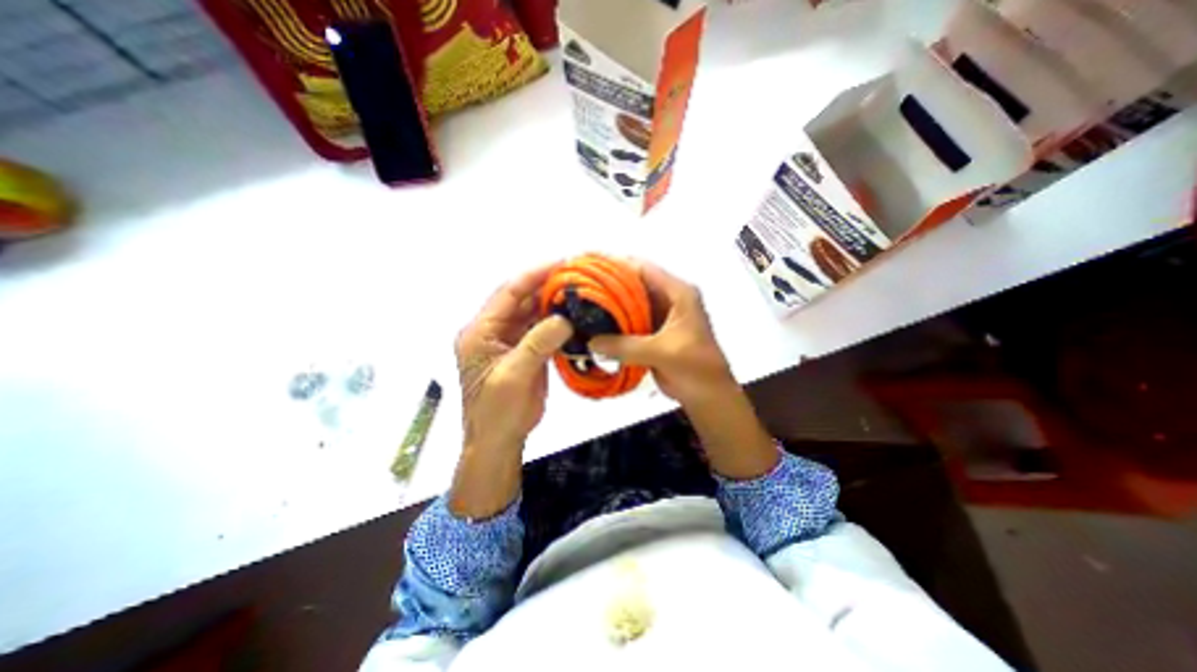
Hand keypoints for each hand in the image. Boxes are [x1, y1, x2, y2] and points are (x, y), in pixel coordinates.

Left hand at [456, 262, 571, 449]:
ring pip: (532, 313)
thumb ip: (536, 344)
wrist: (498, 441)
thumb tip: (563, 318)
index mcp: (480, 332)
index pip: (508, 293)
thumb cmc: (497, 412)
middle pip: (521, 300)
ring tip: (580, 293)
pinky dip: (556, 323)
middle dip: (547, 286)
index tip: (561, 263)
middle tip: (576, 276)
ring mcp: (509, 341)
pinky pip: (541, 330)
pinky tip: (574, 317)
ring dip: (553, 303)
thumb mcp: (514, 376)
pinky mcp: (524, 352)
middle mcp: (493, 331)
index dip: (534, 275)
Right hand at [591, 262, 734, 405]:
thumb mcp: (662, 352)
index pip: (643, 269)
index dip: (615, 266)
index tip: (588, 269)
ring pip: (629, 303)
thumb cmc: (695, 368)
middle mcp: (668, 298)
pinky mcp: (652, 332)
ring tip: (581, 306)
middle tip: (579, 290)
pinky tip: (594, 326)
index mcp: (678, 293)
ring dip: (609, 306)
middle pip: (633, 284)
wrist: (707, 395)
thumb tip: (590, 342)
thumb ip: (626, 346)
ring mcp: (659, 315)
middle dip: (607, 286)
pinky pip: (629, 322)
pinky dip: (614, 324)